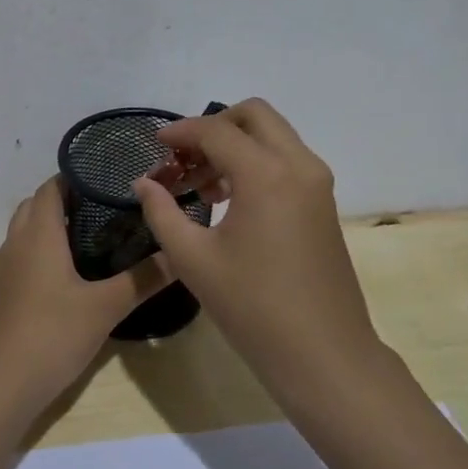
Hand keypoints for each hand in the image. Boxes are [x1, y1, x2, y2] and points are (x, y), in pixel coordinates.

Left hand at [0, 177, 172, 412]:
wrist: (1, 385)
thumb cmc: (52, 334)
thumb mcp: (105, 307)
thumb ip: (143, 278)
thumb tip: (180, 254)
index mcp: (39, 234)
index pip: (51, 187)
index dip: (76, 176)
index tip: (110, 177)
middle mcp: (18, 243)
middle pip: (37, 204)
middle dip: (67, 197)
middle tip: (108, 203)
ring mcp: (8, 269)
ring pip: (28, 229)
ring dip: (54, 222)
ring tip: (95, 231)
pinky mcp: (6, 292)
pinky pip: (25, 253)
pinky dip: (45, 247)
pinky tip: (73, 269)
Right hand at [131, 99, 377, 368]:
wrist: (323, 353)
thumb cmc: (252, 307)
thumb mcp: (193, 259)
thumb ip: (162, 212)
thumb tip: (144, 183)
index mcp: (266, 174)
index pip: (216, 130)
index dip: (180, 132)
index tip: (154, 144)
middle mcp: (298, 165)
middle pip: (254, 115)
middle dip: (213, 126)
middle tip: (183, 157)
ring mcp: (317, 183)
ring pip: (273, 136)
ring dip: (235, 145)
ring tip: (200, 185)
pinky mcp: (323, 202)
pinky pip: (286, 160)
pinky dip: (255, 162)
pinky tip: (229, 200)